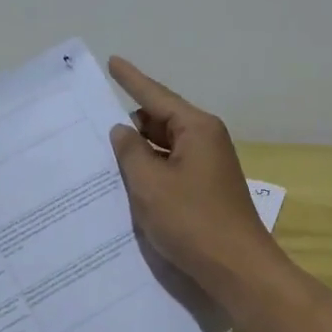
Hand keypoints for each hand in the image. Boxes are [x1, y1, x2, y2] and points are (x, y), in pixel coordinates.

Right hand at [107, 56, 282, 291]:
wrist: (238, 269)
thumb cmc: (193, 221)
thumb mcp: (150, 185)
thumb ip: (130, 152)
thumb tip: (123, 131)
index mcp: (196, 128)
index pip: (156, 95)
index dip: (131, 79)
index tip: (112, 61)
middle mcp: (205, 140)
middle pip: (160, 120)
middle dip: (130, 124)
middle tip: (93, 128)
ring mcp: (208, 165)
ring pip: (164, 146)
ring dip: (139, 151)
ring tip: (103, 157)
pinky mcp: (206, 188)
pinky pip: (171, 167)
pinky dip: (151, 171)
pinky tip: (128, 182)